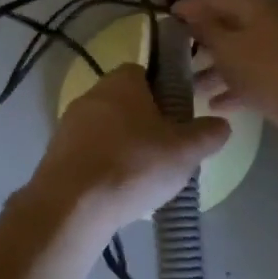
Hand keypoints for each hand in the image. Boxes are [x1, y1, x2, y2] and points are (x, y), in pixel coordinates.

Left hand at [23, 65, 230, 234]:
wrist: (72, 205)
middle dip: (146, 124)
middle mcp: (92, 93)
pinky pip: (89, 154)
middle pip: (126, 102)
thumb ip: (207, 134)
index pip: (146, 73)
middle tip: (167, 152)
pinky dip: (104, 168)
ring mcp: (69, 124)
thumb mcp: (185, 151)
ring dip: (124, 148)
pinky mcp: (56, 154)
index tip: (179, 118)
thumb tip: (222, 125)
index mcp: (122, 80)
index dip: (165, 93)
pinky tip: (118, 193)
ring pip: (107, 129)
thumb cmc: (133, 165)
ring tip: (144, 179)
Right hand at [172, 0, 277, 145]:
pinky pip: (254, 73)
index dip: (189, 5)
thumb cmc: (267, 71)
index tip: (166, 17)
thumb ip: (206, 29)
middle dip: (201, 39)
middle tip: (175, 53)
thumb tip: (190, 13)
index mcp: (256, 5)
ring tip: (191, 85)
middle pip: (228, 24)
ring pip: (240, 51)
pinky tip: (215, 104)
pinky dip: (235, 84)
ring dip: (215, 67)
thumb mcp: (228, 49)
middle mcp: (269, 20)